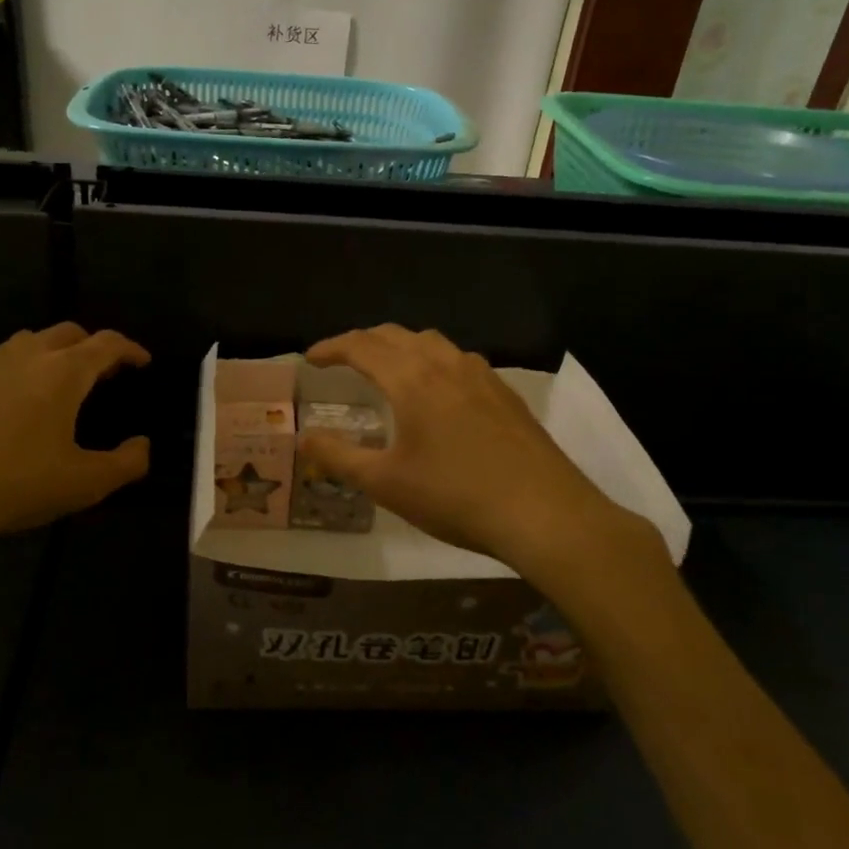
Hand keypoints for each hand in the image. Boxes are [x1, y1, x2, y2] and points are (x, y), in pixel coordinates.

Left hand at [0, 324, 150, 582]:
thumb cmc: (15, 484)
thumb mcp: (85, 484)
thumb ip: (126, 463)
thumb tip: (142, 446)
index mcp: (63, 372)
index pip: (107, 343)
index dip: (130, 349)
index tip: (143, 361)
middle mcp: (25, 356)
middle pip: (67, 332)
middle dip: (92, 346)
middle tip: (104, 374)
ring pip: (27, 343)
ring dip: (52, 354)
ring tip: (59, 386)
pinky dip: (16, 375)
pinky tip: (10, 409)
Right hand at [300, 326, 658, 577]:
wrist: (544, 513)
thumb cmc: (455, 497)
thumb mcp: (385, 483)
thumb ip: (338, 457)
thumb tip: (304, 438)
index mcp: (411, 379)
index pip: (361, 346)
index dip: (330, 348)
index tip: (309, 359)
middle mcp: (445, 364)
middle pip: (395, 335)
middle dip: (362, 341)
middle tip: (340, 360)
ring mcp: (481, 375)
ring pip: (430, 341)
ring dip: (399, 345)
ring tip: (386, 367)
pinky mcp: (505, 392)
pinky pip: (457, 359)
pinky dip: (432, 360)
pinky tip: (437, 390)